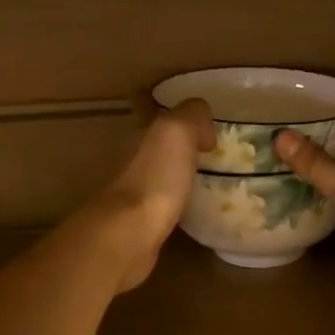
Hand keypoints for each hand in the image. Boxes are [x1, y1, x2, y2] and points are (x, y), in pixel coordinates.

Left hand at [91, 98, 212, 293]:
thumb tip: (203, 127)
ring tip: (204, 173)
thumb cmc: (155, 177)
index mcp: (138, 133)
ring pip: (156, 170)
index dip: (157, 100)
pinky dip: (175, 197)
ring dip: (174, 168)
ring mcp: (134, 191)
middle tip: (203, 141)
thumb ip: (191, 115)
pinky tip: (193, 203)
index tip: (177, 104)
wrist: (130, 233)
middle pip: (150, 140)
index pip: (145, 106)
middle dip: (170, 137)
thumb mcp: (177, 131)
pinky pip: (163, 200)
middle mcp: (131, 158)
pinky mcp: (142, 221)